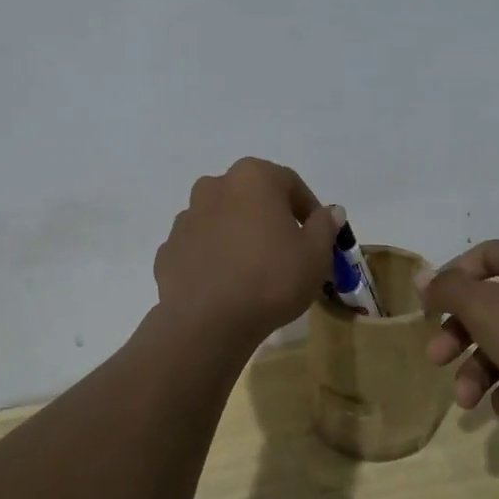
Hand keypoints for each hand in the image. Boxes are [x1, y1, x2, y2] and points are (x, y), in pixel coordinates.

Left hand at [154, 158, 339, 348]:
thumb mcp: (315, 255)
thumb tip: (329, 212)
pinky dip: (214, 258)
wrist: (206, 321)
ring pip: (223, 220)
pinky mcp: (169, 248)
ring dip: (239, 236)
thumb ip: (324, 227)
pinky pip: (201, 247)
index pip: (290, 183)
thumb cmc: (271, 278)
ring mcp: (186, 217)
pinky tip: (227, 285)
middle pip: (252, 197)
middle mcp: (215, 186)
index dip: (308, 209)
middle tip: (287, 251)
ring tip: (255, 271)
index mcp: (252, 177)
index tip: (318, 235)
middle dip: (270, 218)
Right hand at [418, 239, 498, 421]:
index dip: (450, 280)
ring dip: (480, 371)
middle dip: (459, 336)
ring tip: (468, 400)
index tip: (428, 308)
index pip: (481, 257)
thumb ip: (447, 289)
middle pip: (489, 306)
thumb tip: (422, 277)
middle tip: (437, 359)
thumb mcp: (483, 306)